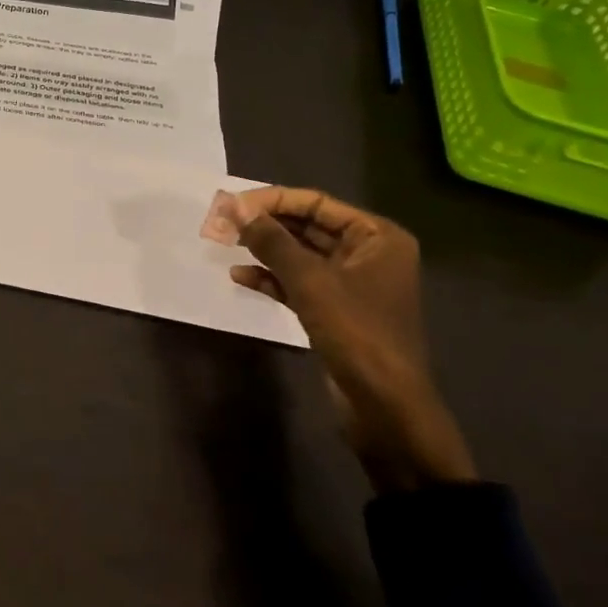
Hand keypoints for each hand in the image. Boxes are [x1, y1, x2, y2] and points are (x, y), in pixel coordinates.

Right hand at [227, 186, 476, 493]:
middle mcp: (367, 254)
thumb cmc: (355, 331)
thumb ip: (272, 240)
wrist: (385, 406)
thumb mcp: (310, 280)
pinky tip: (240, 277)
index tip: (233, 205)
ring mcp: (351, 284)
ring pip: (300, 256)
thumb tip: (235, 208)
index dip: (273, 200)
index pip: (316, 203)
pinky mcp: (335, 311)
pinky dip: (272, 278)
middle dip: (266, 225)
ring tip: (226, 245)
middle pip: (308, 227)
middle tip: (223, 223)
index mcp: (376, 237)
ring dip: (265, 250)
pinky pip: (299, 283)